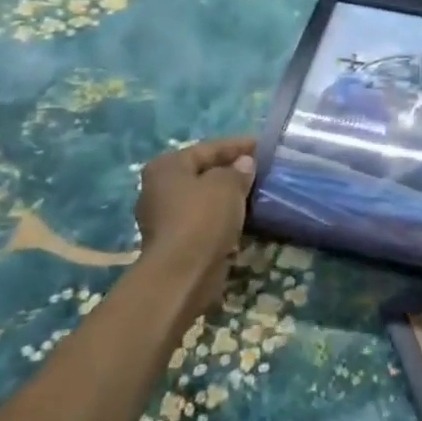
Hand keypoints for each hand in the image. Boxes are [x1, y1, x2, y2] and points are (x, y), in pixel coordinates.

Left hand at [134, 137, 254, 314]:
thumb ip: (238, 170)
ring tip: (256, 192)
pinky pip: (204, 221)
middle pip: (203, 173)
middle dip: (231, 170)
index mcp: (167, 167)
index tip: (262, 145)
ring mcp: (164, 218)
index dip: (237, 145)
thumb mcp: (227, 184)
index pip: (208, 148)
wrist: (183, 274)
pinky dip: (222, 217)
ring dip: (227, 196)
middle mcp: (159, 189)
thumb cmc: (202, 218)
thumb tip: (244, 164)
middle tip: (260, 169)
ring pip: (204, 199)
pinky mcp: (175, 243)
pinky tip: (244, 217)